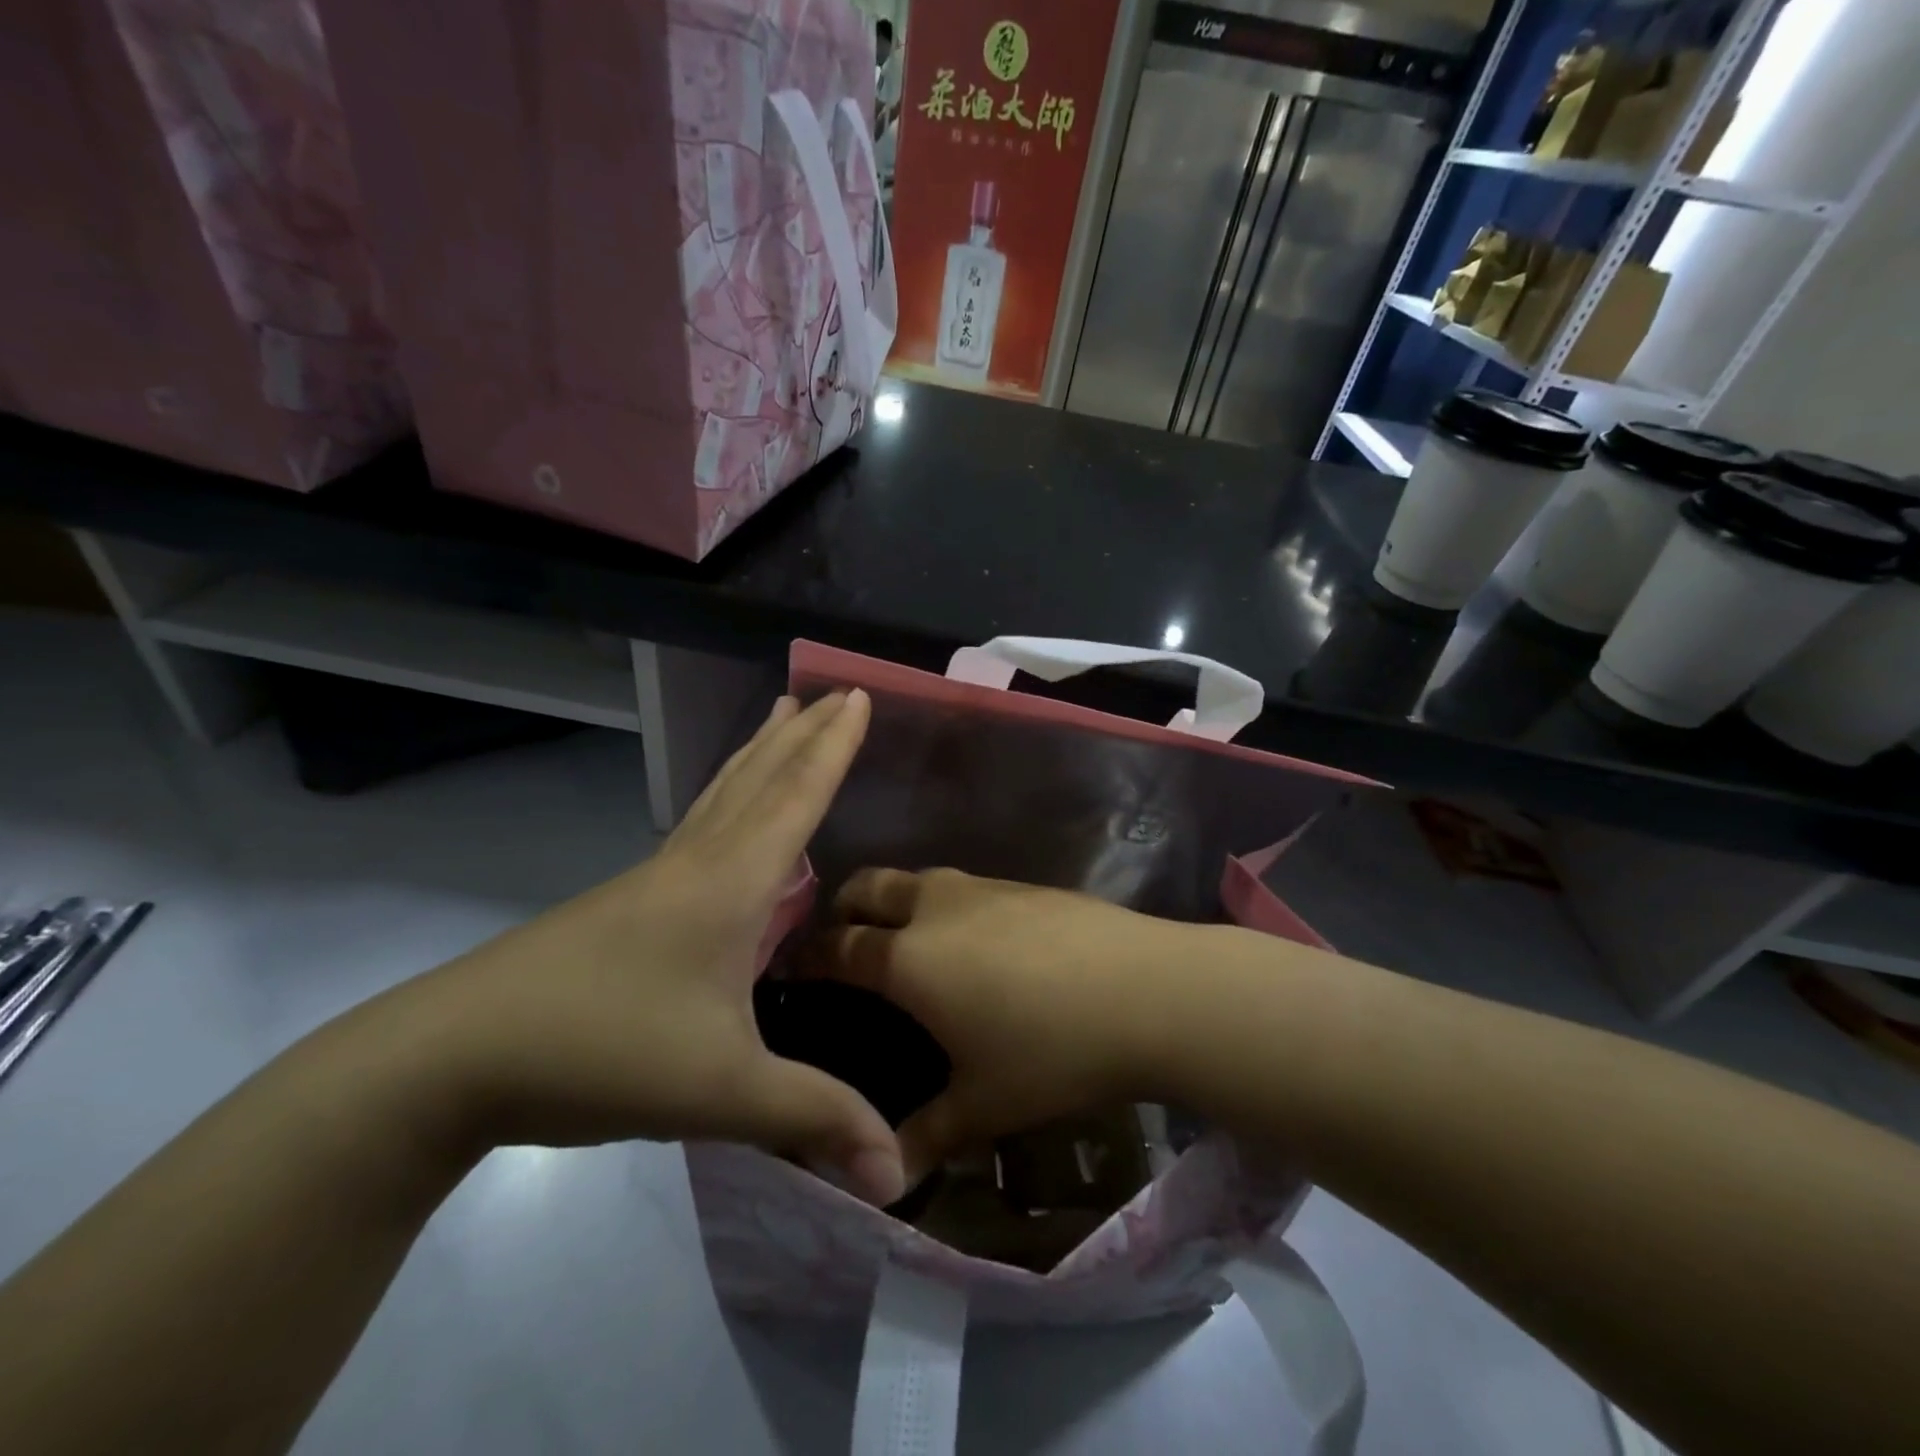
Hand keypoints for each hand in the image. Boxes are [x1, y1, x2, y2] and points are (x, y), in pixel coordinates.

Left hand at [403, 689, 905, 1203]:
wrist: (454, 1058)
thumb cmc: (603, 1052)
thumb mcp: (721, 1092)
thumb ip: (813, 1118)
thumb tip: (898, 1173)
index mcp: (730, 883)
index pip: (797, 796)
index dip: (834, 746)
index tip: (860, 695)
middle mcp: (696, 863)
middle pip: (759, 779)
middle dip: (804, 733)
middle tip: (833, 691)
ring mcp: (656, 879)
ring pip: (722, 795)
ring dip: (760, 752)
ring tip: (780, 715)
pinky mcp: (629, 902)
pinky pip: (700, 824)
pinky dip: (730, 794)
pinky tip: (726, 814)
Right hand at [815, 868, 1197, 1182]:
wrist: (1149, 990)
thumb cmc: (1052, 1050)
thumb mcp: (984, 1104)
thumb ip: (925, 1137)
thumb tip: (887, 1182)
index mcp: (908, 958)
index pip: (837, 947)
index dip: (809, 957)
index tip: (795, 971)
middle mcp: (934, 907)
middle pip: (868, 886)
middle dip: (846, 908)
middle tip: (847, 945)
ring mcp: (982, 886)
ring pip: (918, 879)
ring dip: (899, 902)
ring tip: (911, 945)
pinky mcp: (1023, 883)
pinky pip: (964, 887)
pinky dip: (946, 905)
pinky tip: (977, 944)